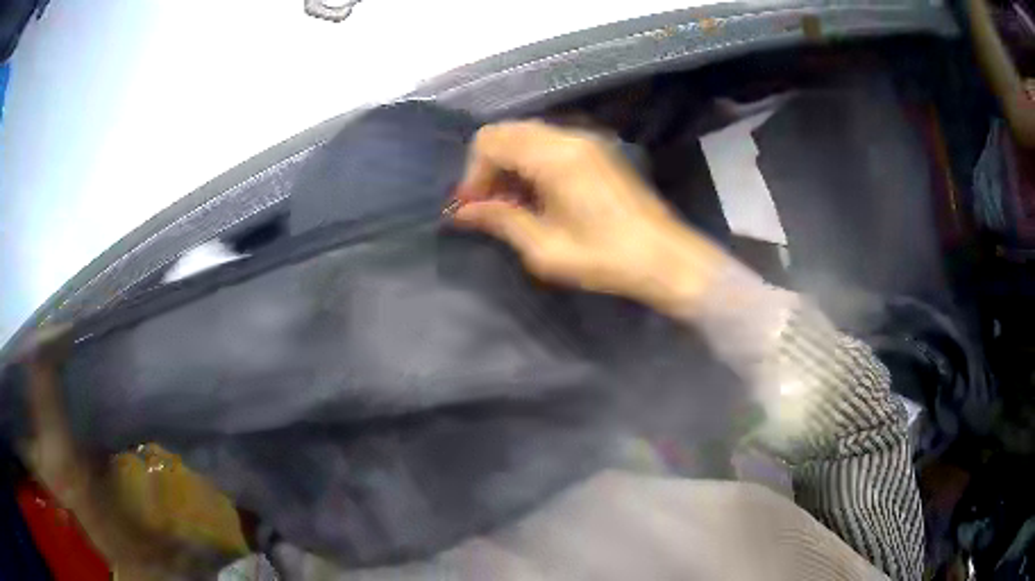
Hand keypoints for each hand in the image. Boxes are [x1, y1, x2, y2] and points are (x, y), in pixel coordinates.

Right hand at [452, 120, 726, 314]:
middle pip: (507, 132)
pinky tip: (539, 195)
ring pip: (527, 135)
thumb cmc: (606, 258)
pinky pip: (550, 142)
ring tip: (513, 204)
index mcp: (554, 157)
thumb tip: (462, 213)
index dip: (473, 174)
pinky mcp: (598, 150)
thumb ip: (501, 221)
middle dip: (489, 167)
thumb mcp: (546, 249)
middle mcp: (569, 137)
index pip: (490, 141)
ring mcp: (587, 140)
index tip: (474, 208)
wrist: (664, 257)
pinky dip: (532, 161)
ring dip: (510, 163)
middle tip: (489, 206)